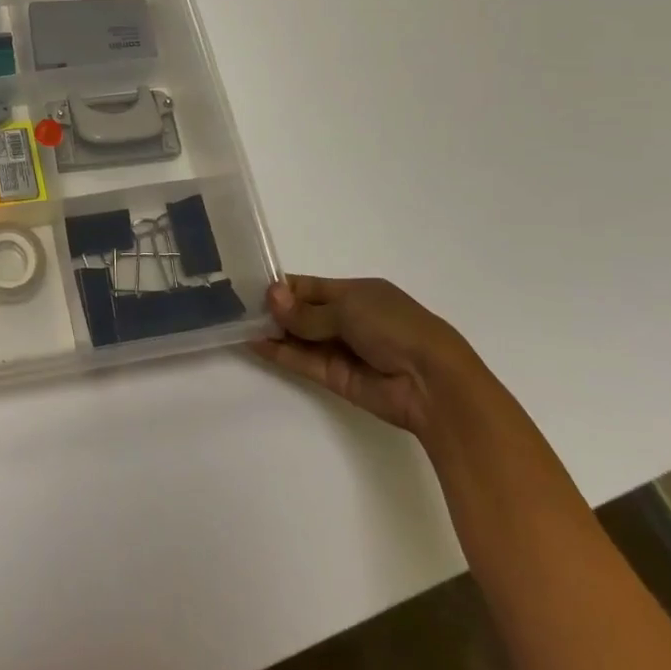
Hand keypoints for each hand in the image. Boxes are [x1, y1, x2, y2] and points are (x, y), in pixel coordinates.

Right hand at [250, 275, 482, 439]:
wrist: (433, 383)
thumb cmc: (395, 328)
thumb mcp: (349, 308)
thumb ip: (307, 311)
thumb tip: (271, 298)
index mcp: (358, 293)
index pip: (312, 287)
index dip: (284, 287)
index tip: (251, 286)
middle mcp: (349, 319)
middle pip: (303, 312)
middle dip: (275, 309)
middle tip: (238, 305)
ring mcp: (343, 349)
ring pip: (301, 337)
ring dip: (274, 330)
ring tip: (239, 322)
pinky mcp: (337, 378)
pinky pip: (303, 361)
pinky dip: (280, 352)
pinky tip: (255, 342)